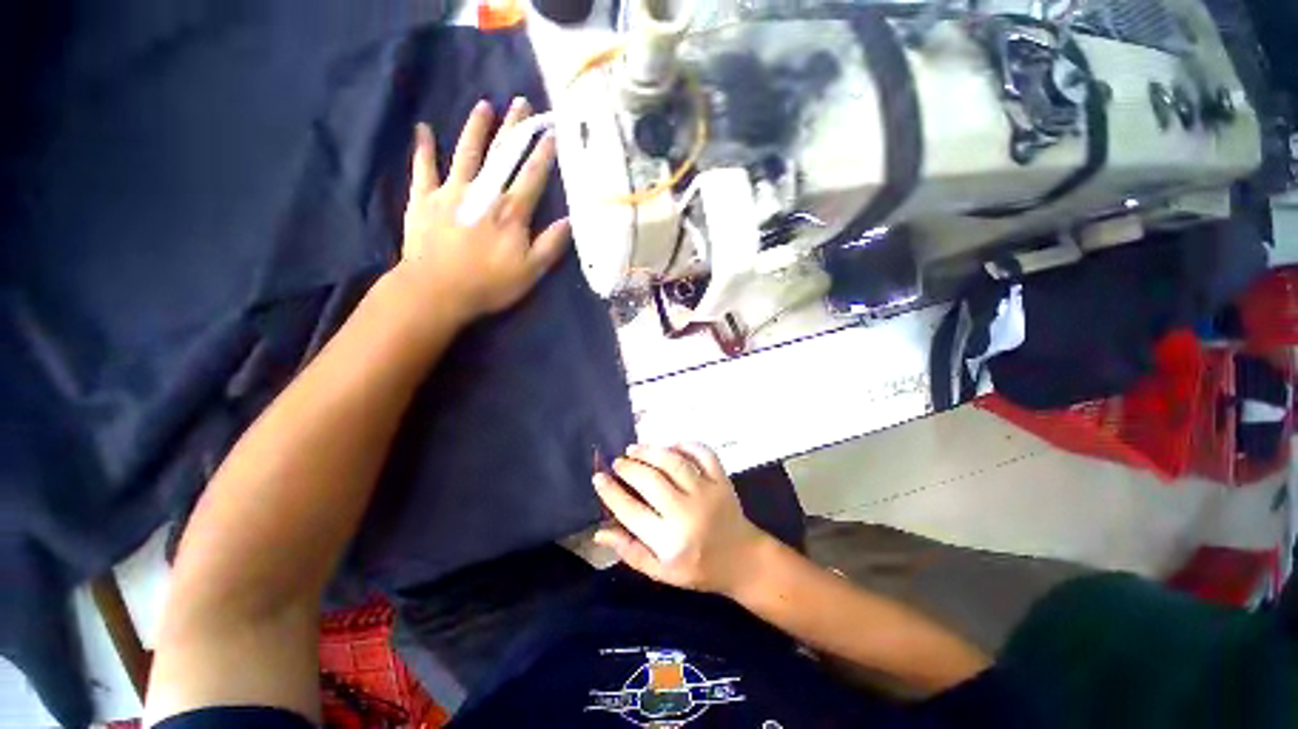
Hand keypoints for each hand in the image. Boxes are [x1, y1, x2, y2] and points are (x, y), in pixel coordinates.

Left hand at [396, 98, 570, 320]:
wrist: (437, 290)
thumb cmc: (489, 284)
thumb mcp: (531, 271)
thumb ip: (550, 245)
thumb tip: (569, 221)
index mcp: (511, 212)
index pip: (532, 176)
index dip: (543, 154)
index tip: (552, 132)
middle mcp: (483, 193)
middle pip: (501, 155)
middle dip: (514, 128)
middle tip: (522, 103)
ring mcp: (451, 192)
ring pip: (466, 153)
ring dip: (476, 128)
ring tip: (484, 106)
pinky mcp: (424, 199)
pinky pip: (423, 168)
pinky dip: (423, 148)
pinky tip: (423, 129)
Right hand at [593, 443, 769, 596]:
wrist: (742, 560)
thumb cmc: (698, 568)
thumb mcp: (661, 572)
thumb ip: (630, 551)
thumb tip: (599, 532)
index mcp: (670, 541)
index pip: (631, 511)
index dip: (611, 492)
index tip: (598, 478)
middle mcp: (688, 513)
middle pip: (650, 481)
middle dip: (629, 467)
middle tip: (618, 463)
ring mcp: (708, 492)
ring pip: (673, 462)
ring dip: (650, 451)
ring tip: (634, 449)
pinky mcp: (722, 479)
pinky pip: (702, 453)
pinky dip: (686, 444)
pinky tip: (671, 445)